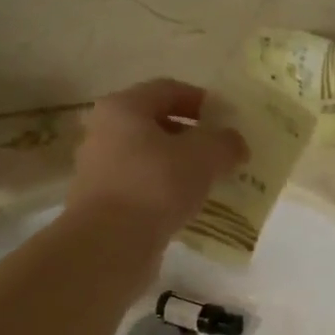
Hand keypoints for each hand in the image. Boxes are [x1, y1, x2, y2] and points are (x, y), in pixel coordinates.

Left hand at [67, 79, 246, 236]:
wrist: (109, 244)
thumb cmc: (156, 185)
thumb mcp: (204, 156)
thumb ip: (225, 143)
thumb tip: (235, 143)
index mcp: (124, 108)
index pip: (168, 90)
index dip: (202, 100)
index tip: (228, 119)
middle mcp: (105, 132)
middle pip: (157, 124)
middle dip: (192, 136)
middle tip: (223, 152)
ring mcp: (100, 169)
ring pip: (150, 158)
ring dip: (181, 166)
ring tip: (211, 181)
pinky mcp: (104, 202)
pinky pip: (143, 186)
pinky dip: (167, 191)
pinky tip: (189, 206)